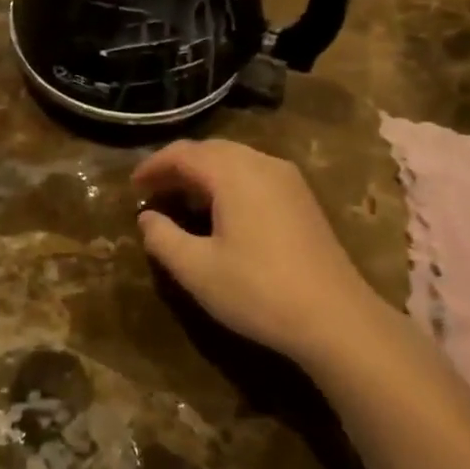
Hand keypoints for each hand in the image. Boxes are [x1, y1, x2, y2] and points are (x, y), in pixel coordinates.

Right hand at [133, 139, 397, 372]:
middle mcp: (262, 163)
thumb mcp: (197, 269)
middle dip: (178, 166)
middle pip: (211, 150)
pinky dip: (228, 182)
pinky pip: (255, 173)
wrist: (336, 318)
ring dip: (204, 173)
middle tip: (154, 191)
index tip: (133, 186)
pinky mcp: (302, 198)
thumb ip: (163, 238)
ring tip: (182, 200)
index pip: (184, 153)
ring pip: (235, 160)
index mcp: (233, 173)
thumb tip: (146, 217)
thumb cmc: (258, 290)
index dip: (154, 165)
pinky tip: (221, 211)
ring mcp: (288, 179)